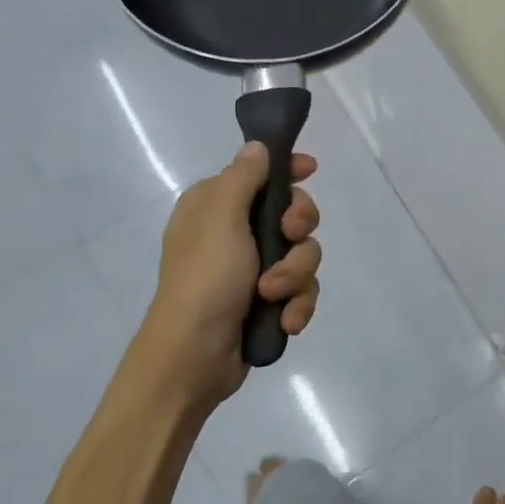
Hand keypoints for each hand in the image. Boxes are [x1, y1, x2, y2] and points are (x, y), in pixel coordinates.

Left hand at [142, 142, 321, 407]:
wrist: (194, 356)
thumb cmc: (205, 279)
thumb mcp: (221, 219)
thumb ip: (244, 178)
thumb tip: (257, 147)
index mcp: (217, 207)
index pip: (261, 174)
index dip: (288, 170)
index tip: (310, 170)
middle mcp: (236, 233)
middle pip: (294, 214)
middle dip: (299, 231)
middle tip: (288, 237)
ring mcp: (255, 269)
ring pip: (305, 255)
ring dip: (296, 276)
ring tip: (273, 296)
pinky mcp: (269, 301)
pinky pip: (303, 290)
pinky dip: (298, 304)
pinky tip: (285, 321)